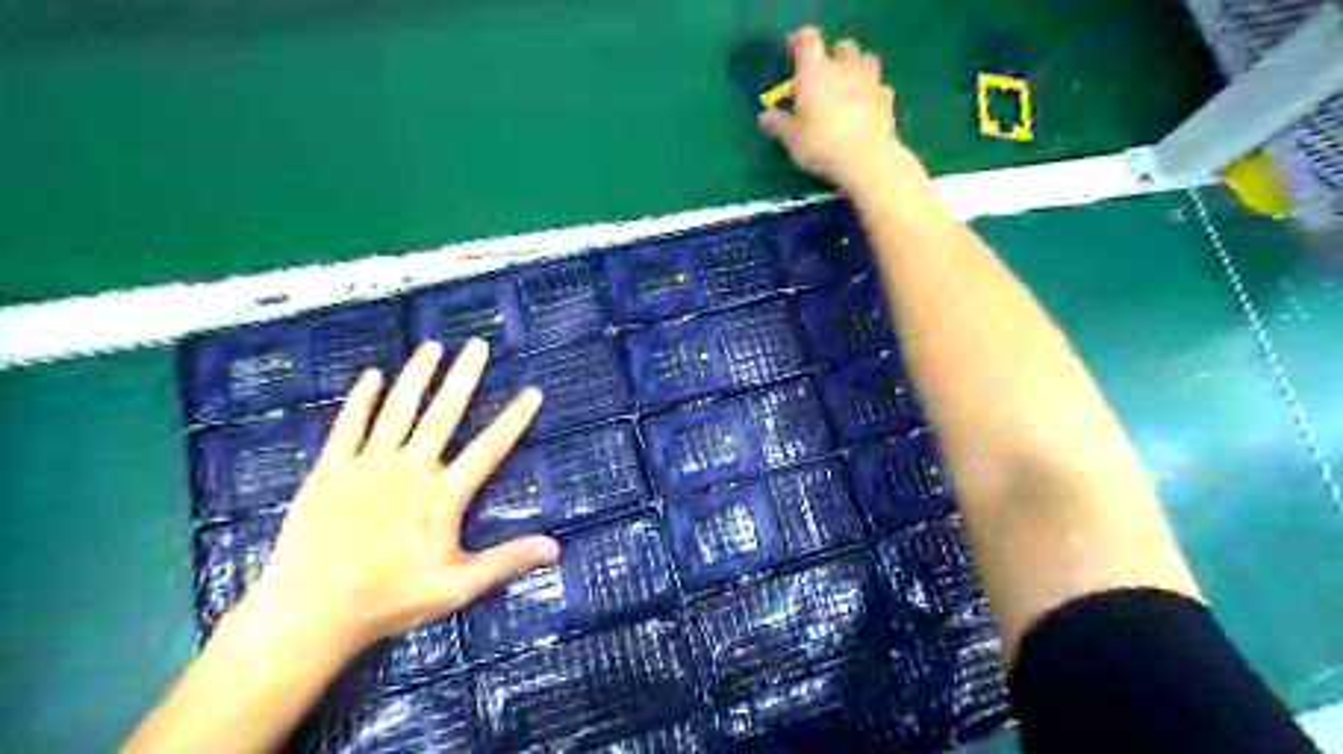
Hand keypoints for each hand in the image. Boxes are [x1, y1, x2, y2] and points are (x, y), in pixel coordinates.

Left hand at [239, 339, 556, 654]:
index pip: (489, 449)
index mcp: (443, 495)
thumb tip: (557, 548)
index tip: (532, 391)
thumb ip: (507, 561)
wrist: (311, 611)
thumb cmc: (390, 599)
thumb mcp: (458, 586)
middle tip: (477, 344)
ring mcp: (369, 465)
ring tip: (432, 345)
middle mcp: (411, 469)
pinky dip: (361, 400)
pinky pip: (348, 426)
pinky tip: (370, 375)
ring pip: (398, 410)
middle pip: (443, 414)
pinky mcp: (331, 470)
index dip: (514, 419)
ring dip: (417, 376)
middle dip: (463, 377)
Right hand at [759, 28, 931, 198]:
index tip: (792, 55)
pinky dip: (872, 93)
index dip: (800, 44)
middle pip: (842, 47)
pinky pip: (879, 87)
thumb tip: (765, 116)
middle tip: (822, 76)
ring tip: (846, 87)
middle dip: (833, 57)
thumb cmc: (820, 144)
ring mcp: (869, 81)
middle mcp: (844, 67)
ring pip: (865, 60)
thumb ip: (779, 124)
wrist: (865, 159)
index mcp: (815, 70)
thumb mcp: (792, 139)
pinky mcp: (887, 99)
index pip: (808, 40)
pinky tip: (865, 107)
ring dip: (856, 69)